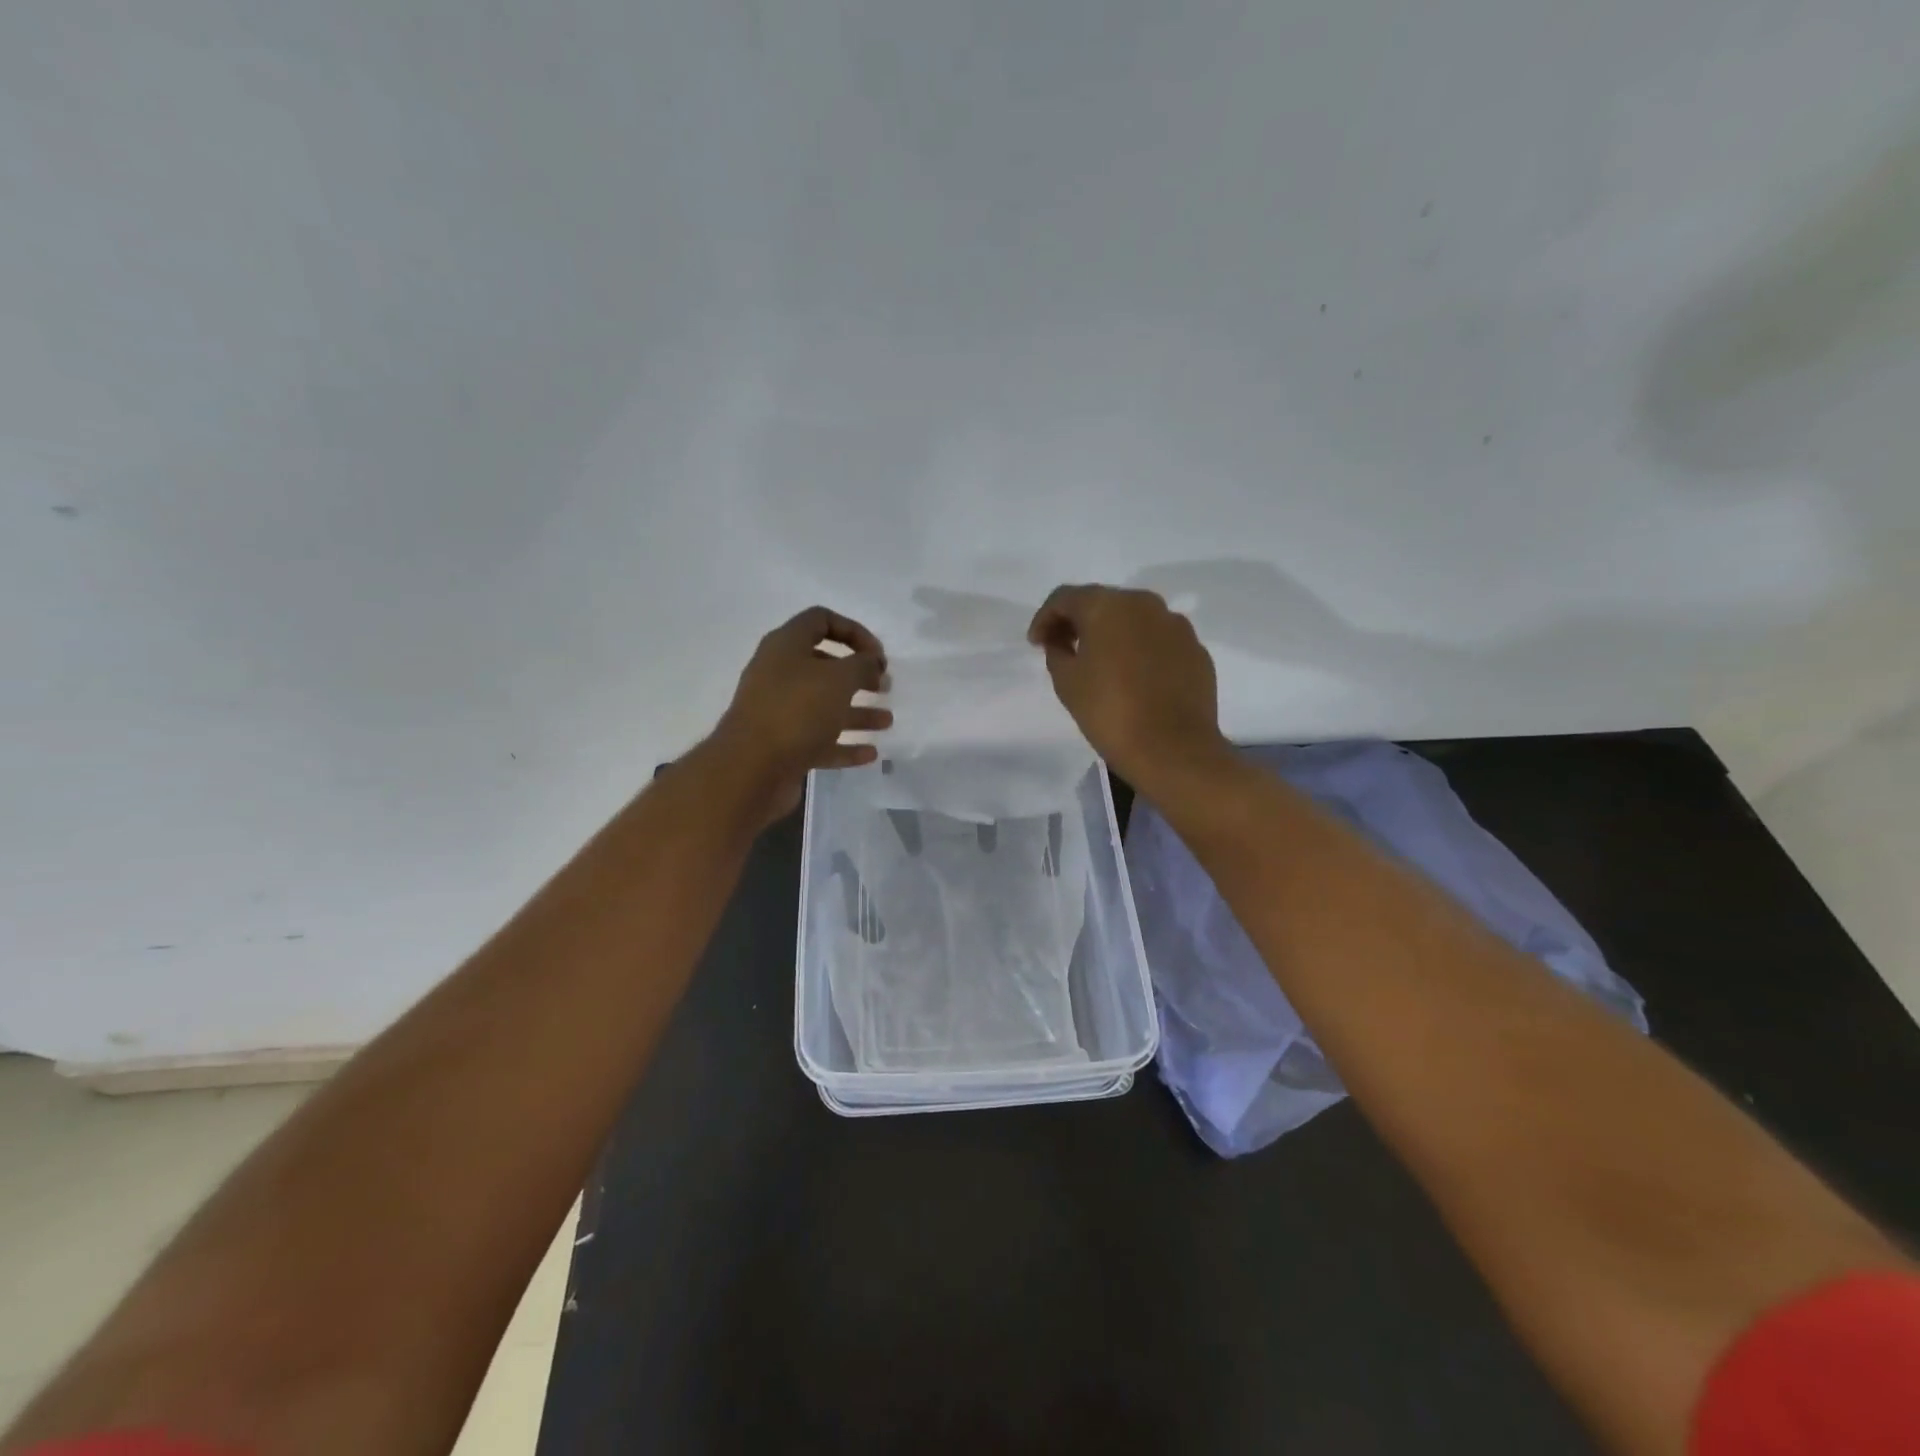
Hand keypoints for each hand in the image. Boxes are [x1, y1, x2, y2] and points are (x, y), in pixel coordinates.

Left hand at [709, 606, 891, 823]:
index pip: (821, 620)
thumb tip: (872, 662)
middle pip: (824, 665)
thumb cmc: (796, 711)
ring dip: (857, 712)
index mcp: (786, 646)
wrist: (750, 769)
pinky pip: (819, 740)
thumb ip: (862, 665)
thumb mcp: (838, 679)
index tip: (878, 655)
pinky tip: (870, 754)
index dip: (854, 631)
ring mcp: (779, 711)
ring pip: (824, 706)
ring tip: (886, 722)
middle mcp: (779, 674)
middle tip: (884, 686)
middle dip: (858, 674)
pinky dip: (845, 745)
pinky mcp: (782, 746)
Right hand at [1028, 584, 1227, 792]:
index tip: (1036, 644)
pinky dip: (1141, 651)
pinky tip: (1134, 678)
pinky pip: (1159, 641)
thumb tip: (1063, 642)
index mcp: (1108, 606)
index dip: (1045, 618)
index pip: (1065, 598)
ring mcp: (1176, 626)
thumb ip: (1057, 652)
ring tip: (1101, 664)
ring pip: (1134, 620)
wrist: (1173, 749)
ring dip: (1113, 634)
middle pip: (1103, 603)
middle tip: (1064, 648)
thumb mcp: (1066, 682)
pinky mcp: (1196, 650)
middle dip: (1080, 622)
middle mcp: (1145, 604)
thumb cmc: (1109, 712)